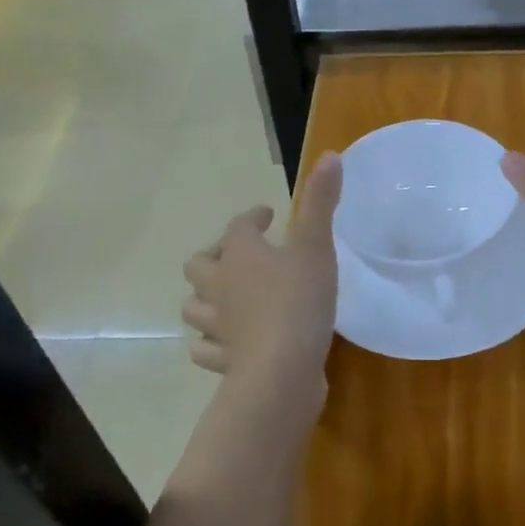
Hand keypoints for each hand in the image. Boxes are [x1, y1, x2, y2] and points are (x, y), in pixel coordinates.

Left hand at [182, 153, 342, 411]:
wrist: (281, 371)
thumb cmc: (298, 300)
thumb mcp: (316, 245)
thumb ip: (321, 202)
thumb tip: (330, 154)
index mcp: (240, 255)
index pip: (238, 226)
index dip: (252, 218)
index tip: (267, 217)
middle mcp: (220, 287)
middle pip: (199, 265)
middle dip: (215, 256)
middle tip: (238, 257)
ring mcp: (218, 327)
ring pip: (194, 307)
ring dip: (205, 299)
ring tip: (226, 297)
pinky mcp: (225, 362)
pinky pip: (207, 351)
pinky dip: (213, 344)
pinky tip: (227, 344)